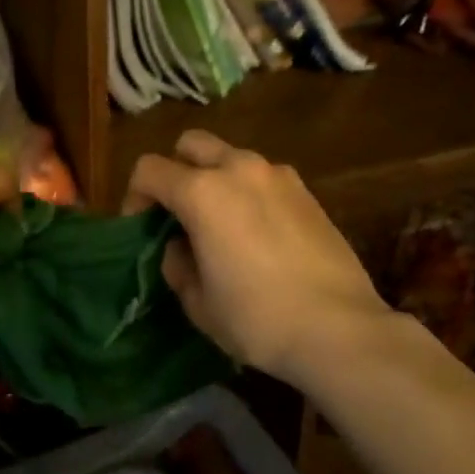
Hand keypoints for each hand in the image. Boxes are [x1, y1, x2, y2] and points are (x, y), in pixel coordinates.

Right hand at [124, 132, 395, 387]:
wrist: (339, 329)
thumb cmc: (257, 318)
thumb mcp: (198, 302)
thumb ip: (177, 264)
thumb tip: (180, 246)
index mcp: (202, 192)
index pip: (149, 169)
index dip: (135, 196)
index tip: (142, 228)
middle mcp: (238, 169)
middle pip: (191, 144)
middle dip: (175, 170)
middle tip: (179, 213)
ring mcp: (278, 175)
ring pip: (231, 157)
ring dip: (215, 178)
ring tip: (221, 223)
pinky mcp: (307, 191)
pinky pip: (263, 177)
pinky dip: (249, 192)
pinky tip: (258, 233)